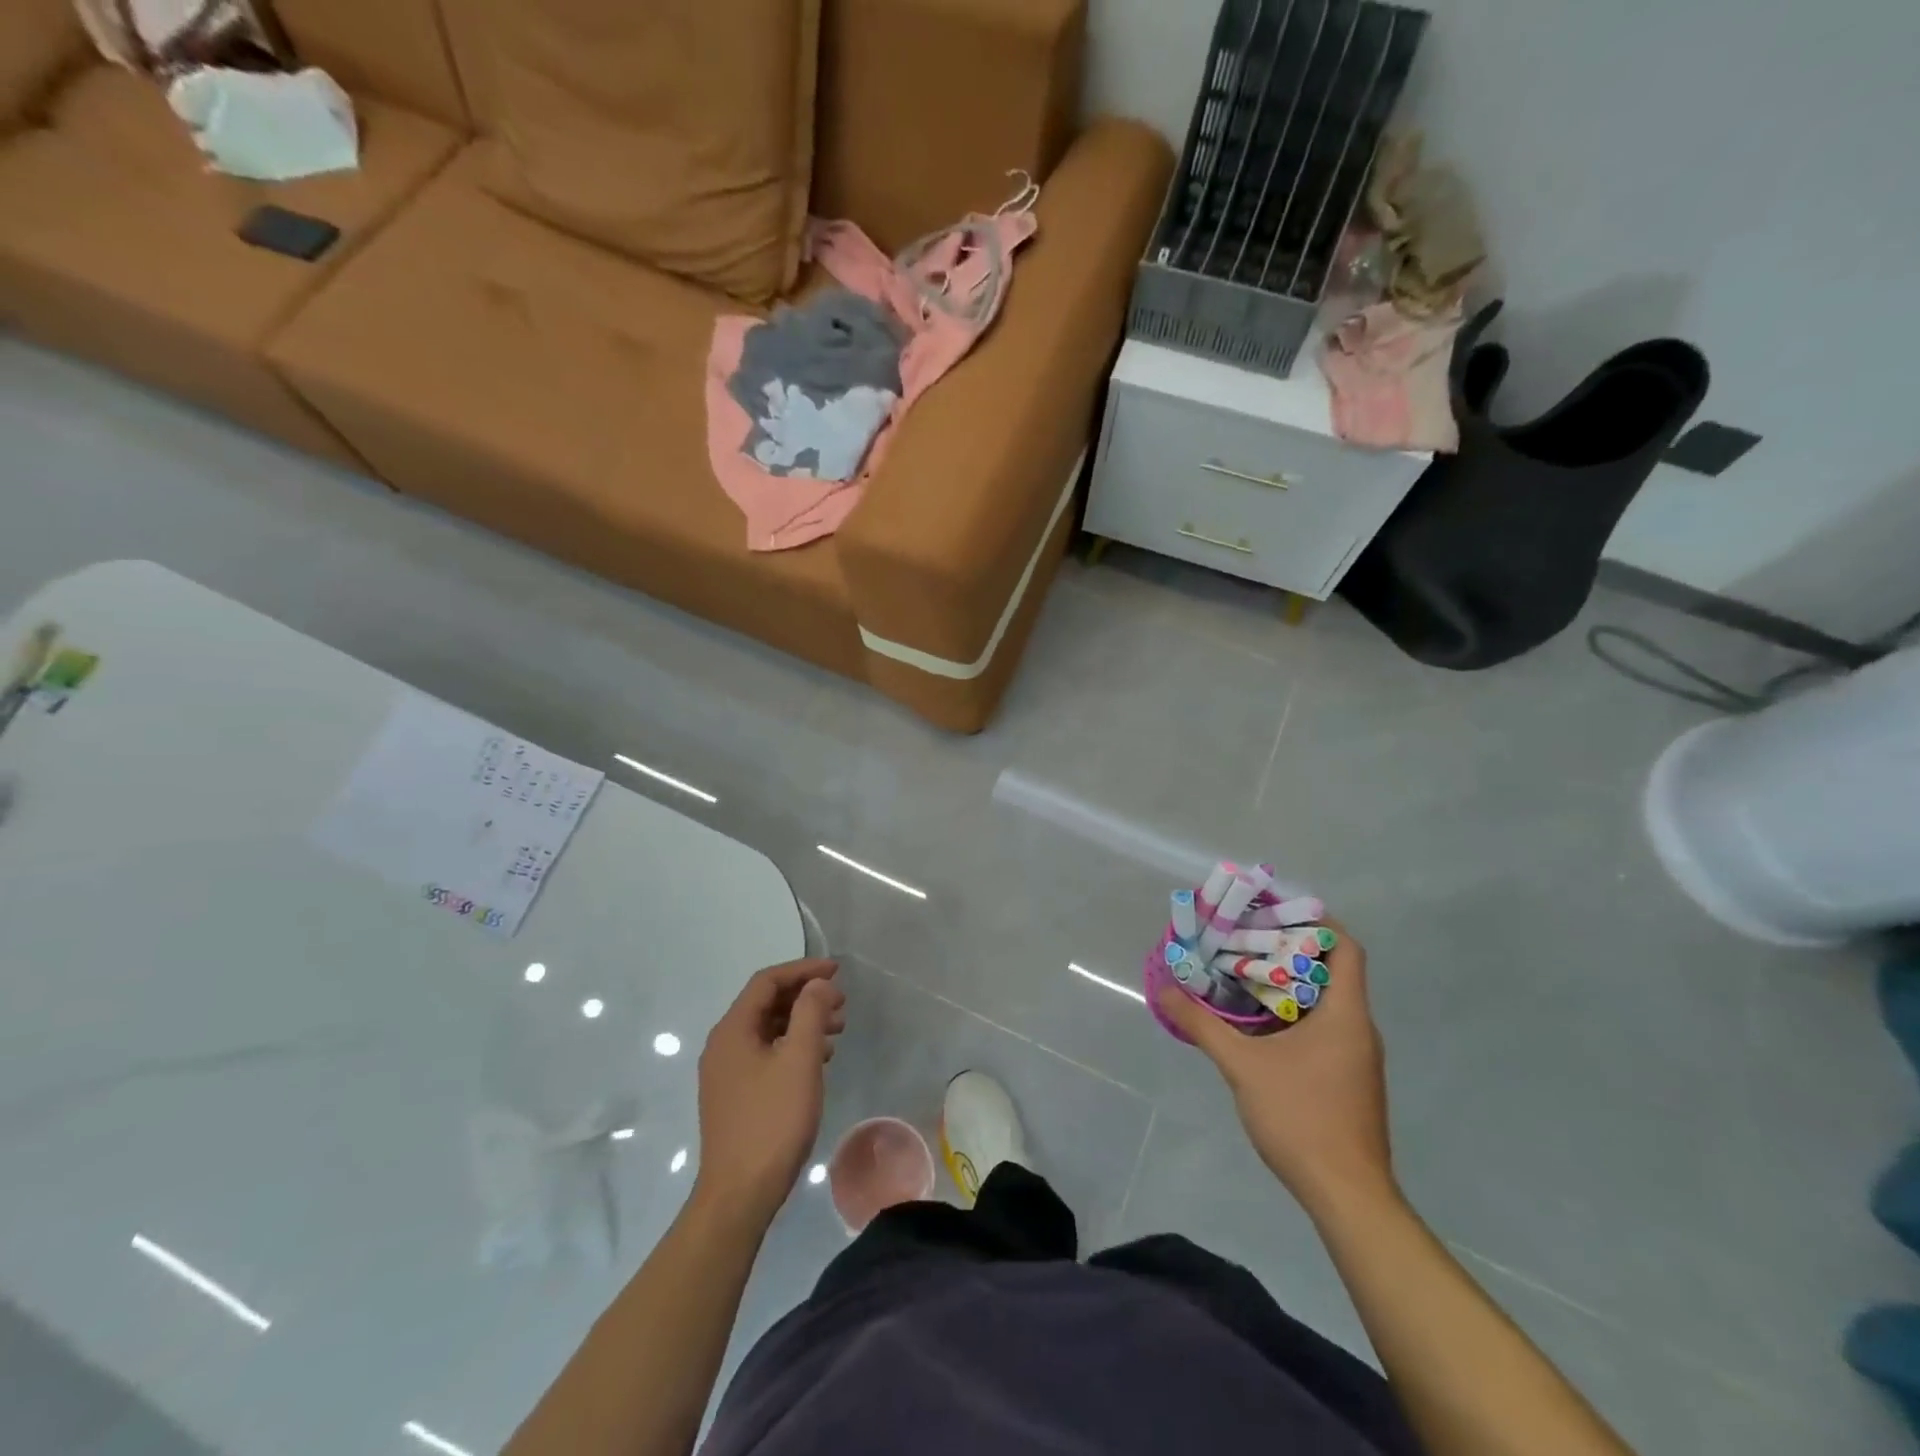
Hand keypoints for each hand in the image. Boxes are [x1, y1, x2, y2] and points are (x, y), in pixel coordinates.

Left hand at [695, 958, 844, 1221]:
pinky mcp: (734, 1095)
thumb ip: (811, 1013)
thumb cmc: (772, 1121)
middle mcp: (723, 1045)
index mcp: (732, 1030)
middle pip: (766, 1003)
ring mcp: (726, 1072)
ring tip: (837, 1030)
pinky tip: (818, 1060)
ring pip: (768, 1030)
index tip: (837, 971)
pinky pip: (765, 1054)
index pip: (767, 981)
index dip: (803, 970)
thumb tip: (818, 984)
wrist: (739, 1194)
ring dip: (802, 1022)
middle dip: (806, 997)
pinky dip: (792, 1046)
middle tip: (842, 1004)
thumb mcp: (800, 1060)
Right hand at [1158, 921, 1396, 1220]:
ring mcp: (1356, 1056)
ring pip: (1326, 1000)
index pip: (1345, 948)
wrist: (1346, 1195)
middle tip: (1245, 938)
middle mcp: (1358, 1028)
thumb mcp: (1242, 1067)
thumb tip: (1164, 990)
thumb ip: (1202, 1025)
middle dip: (1289, 949)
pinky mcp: (1348, 1078)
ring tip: (1243, 972)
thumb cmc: (1302, 1118)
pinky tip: (1257, 1023)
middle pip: (1332, 970)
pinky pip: (1323, 1027)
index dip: (1316, 922)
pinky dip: (1293, 1012)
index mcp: (1345, 1015)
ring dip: (1288, 982)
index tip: (1274, 913)